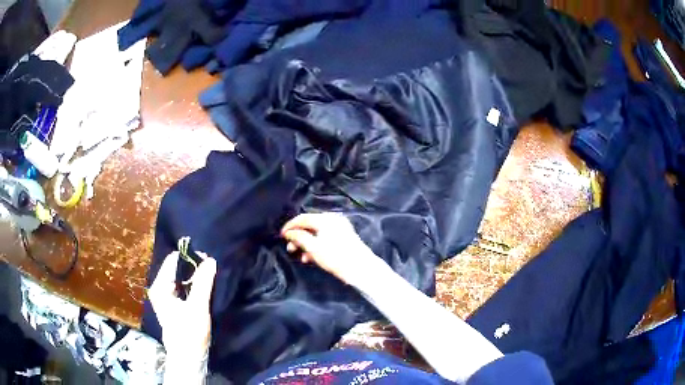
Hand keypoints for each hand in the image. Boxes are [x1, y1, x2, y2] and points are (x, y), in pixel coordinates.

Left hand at [147, 252, 216, 383]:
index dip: (190, 257)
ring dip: (194, 277)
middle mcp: (159, 288)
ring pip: (180, 278)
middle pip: (176, 268)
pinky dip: (192, 285)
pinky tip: (202, 287)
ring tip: (209, 275)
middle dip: (193, 267)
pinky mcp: (171, 304)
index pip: (173, 261)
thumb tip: (211, 260)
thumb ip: (203, 282)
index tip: (208, 259)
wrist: (188, 357)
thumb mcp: (198, 307)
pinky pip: (181, 287)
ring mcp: (164, 297)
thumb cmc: (189, 333)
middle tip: (210, 267)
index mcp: (160, 286)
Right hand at [281, 213, 384, 287]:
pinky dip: (317, 246)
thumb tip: (289, 233)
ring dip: (307, 244)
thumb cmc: (335, 257)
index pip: (302, 218)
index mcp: (325, 219)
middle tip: (290, 249)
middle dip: (298, 238)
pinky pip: (325, 238)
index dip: (290, 227)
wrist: (360, 268)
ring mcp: (340, 228)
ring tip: (301, 257)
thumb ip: (299, 238)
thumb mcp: (313, 248)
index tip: (281, 236)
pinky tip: (311, 258)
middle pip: (310, 226)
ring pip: (317, 234)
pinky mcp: (344, 237)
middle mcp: (333, 220)